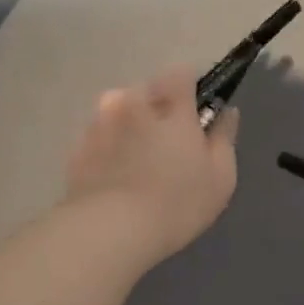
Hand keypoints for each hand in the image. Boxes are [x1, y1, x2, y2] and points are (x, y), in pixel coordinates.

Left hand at [65, 66, 239, 271]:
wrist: (109, 231)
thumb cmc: (177, 203)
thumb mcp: (220, 177)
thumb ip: (224, 138)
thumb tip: (226, 112)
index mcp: (170, 106)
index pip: (180, 73)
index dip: (189, 89)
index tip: (194, 115)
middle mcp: (131, 104)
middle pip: (146, 92)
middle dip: (156, 110)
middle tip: (166, 147)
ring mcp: (98, 125)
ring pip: (117, 112)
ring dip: (128, 127)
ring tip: (136, 165)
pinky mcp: (76, 150)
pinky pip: (98, 139)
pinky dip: (107, 150)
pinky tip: (115, 180)